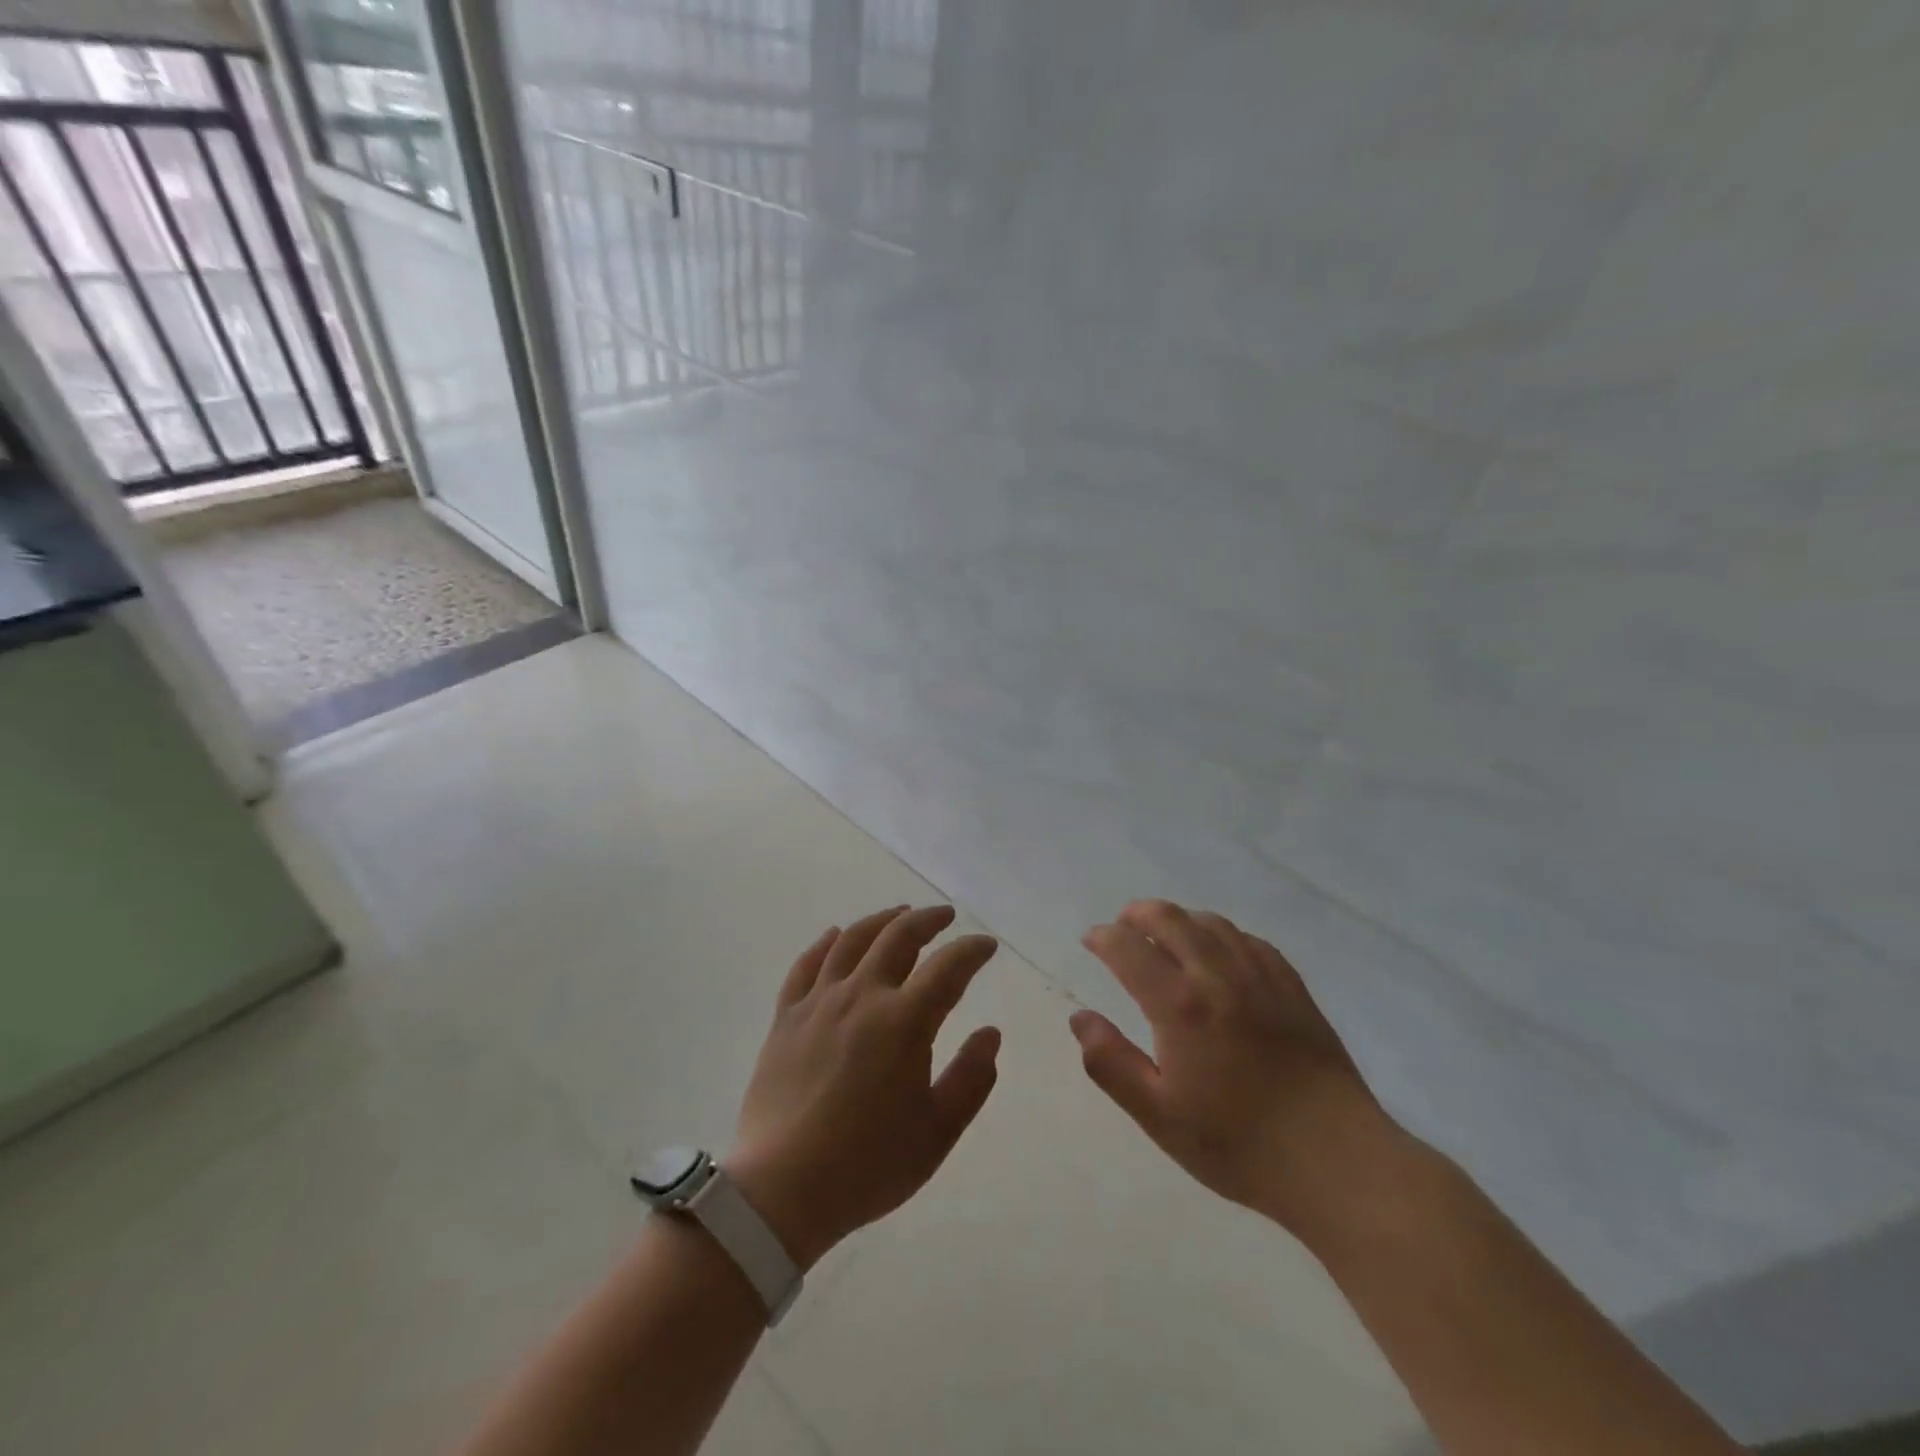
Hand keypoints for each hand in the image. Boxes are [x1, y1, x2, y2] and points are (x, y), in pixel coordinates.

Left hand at [727, 905, 1001, 1269]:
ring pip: (852, 941)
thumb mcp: (937, 1132)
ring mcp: (819, 1002)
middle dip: (927, 920)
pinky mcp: (786, 1017)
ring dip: (881, 920)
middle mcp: (862, 996)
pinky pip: (806, 965)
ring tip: (898, 914)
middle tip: (944, 916)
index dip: (972, 950)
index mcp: (904, 1021)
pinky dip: (824, 943)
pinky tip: (835, 935)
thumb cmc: (868, 1164)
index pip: (948, 967)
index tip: (986, 946)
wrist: (781, 1190)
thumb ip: (972, 1078)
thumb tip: (990, 1034)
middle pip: (898, 937)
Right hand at [1070, 899, 1397, 1235]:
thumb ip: (1110, 1063)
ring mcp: (1261, 977)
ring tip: (1165, 934)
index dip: (1104, 937)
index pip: (1129, 948)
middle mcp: (1218, 976)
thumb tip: (1080, 1019)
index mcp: (1180, 1005)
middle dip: (1138, 914)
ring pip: (1212, 924)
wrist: (1335, 1161)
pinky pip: (1250, 941)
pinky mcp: (1293, 988)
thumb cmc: (1238, 1144)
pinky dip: (1222, 934)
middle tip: (1123, 926)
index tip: (1092, 940)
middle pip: (1171, 919)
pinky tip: (1220, 951)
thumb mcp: (1159, 1115)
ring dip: (1180, 919)